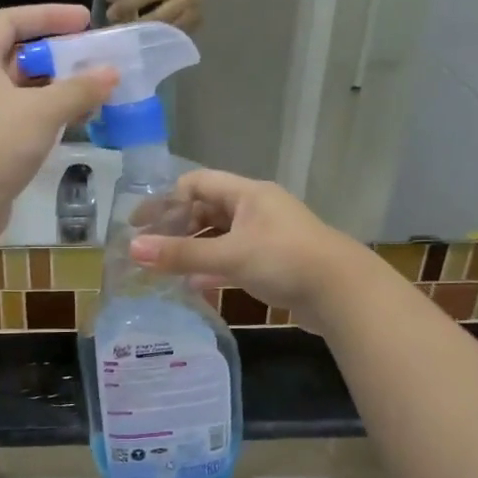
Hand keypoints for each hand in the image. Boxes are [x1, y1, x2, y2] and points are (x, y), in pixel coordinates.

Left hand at [0, 5, 117, 237]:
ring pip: (20, 93)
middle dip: (56, 57)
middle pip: (16, 57)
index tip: (84, 20)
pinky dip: (46, 117)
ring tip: (93, 93)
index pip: (9, 21)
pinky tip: (73, 125)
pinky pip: (20, 120)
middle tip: (93, 60)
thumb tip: (111, 73)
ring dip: (55, 90)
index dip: (47, 16)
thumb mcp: (42, 111)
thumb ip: (78, 89)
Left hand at [107, 0, 208, 29]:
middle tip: (119, 31)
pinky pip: (174, 37)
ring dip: (146, 36)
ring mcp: (194, 14)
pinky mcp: (196, 25)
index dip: (127, 5)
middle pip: (157, 18)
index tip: (110, 14)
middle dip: (136, 25)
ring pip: (165, 31)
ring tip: (130, 38)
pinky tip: (147, 41)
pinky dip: (159, 39)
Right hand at [128, 170, 372, 333]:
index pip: (197, 183)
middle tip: (148, 249)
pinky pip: (234, 260)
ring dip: (194, 250)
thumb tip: (133, 249)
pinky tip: (195, 286)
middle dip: (177, 227)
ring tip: (165, 269)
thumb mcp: (230, 255)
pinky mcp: (274, 263)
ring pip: (220, 237)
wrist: (343, 294)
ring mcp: (266, 237)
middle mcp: (256, 209)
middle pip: (207, 210)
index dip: (166, 200)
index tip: (139, 224)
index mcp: (248, 194)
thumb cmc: (285, 260)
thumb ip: (182, 254)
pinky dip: (213, 270)